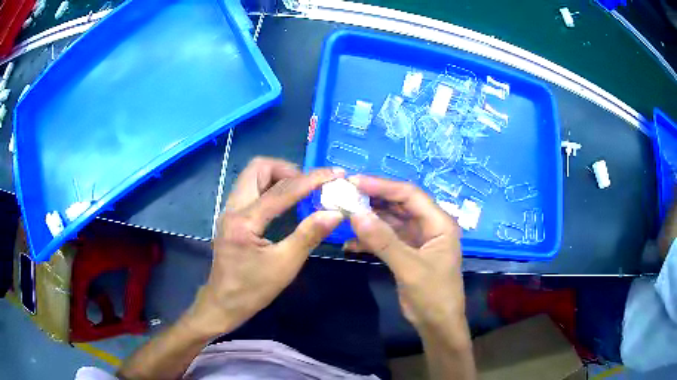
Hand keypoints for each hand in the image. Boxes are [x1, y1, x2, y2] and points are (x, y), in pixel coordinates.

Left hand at [186, 158, 344, 337]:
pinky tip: (284, 202)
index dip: (311, 179)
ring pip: (251, 175)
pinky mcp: (230, 216)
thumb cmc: (253, 290)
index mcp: (244, 221)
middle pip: (257, 168)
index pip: (282, 190)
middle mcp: (232, 208)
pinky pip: (250, 188)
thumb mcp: (285, 265)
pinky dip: (269, 186)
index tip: (335, 173)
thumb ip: (309, 235)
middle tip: (309, 184)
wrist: (223, 303)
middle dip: (287, 169)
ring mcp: (228, 211)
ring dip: (277, 176)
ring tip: (300, 190)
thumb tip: (335, 213)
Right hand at [344, 175, 465, 335]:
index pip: (410, 195)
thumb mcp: (409, 268)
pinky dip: (369, 240)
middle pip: (398, 205)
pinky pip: (386, 239)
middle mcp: (429, 225)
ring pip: (390, 221)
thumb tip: (355, 214)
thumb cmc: (433, 295)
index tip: (354, 182)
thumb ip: (383, 241)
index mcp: (439, 222)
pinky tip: (350, 245)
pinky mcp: (406, 252)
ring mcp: (416, 239)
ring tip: (343, 216)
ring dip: (368, 220)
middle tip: (344, 195)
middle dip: (372, 200)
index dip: (382, 186)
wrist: (437, 324)